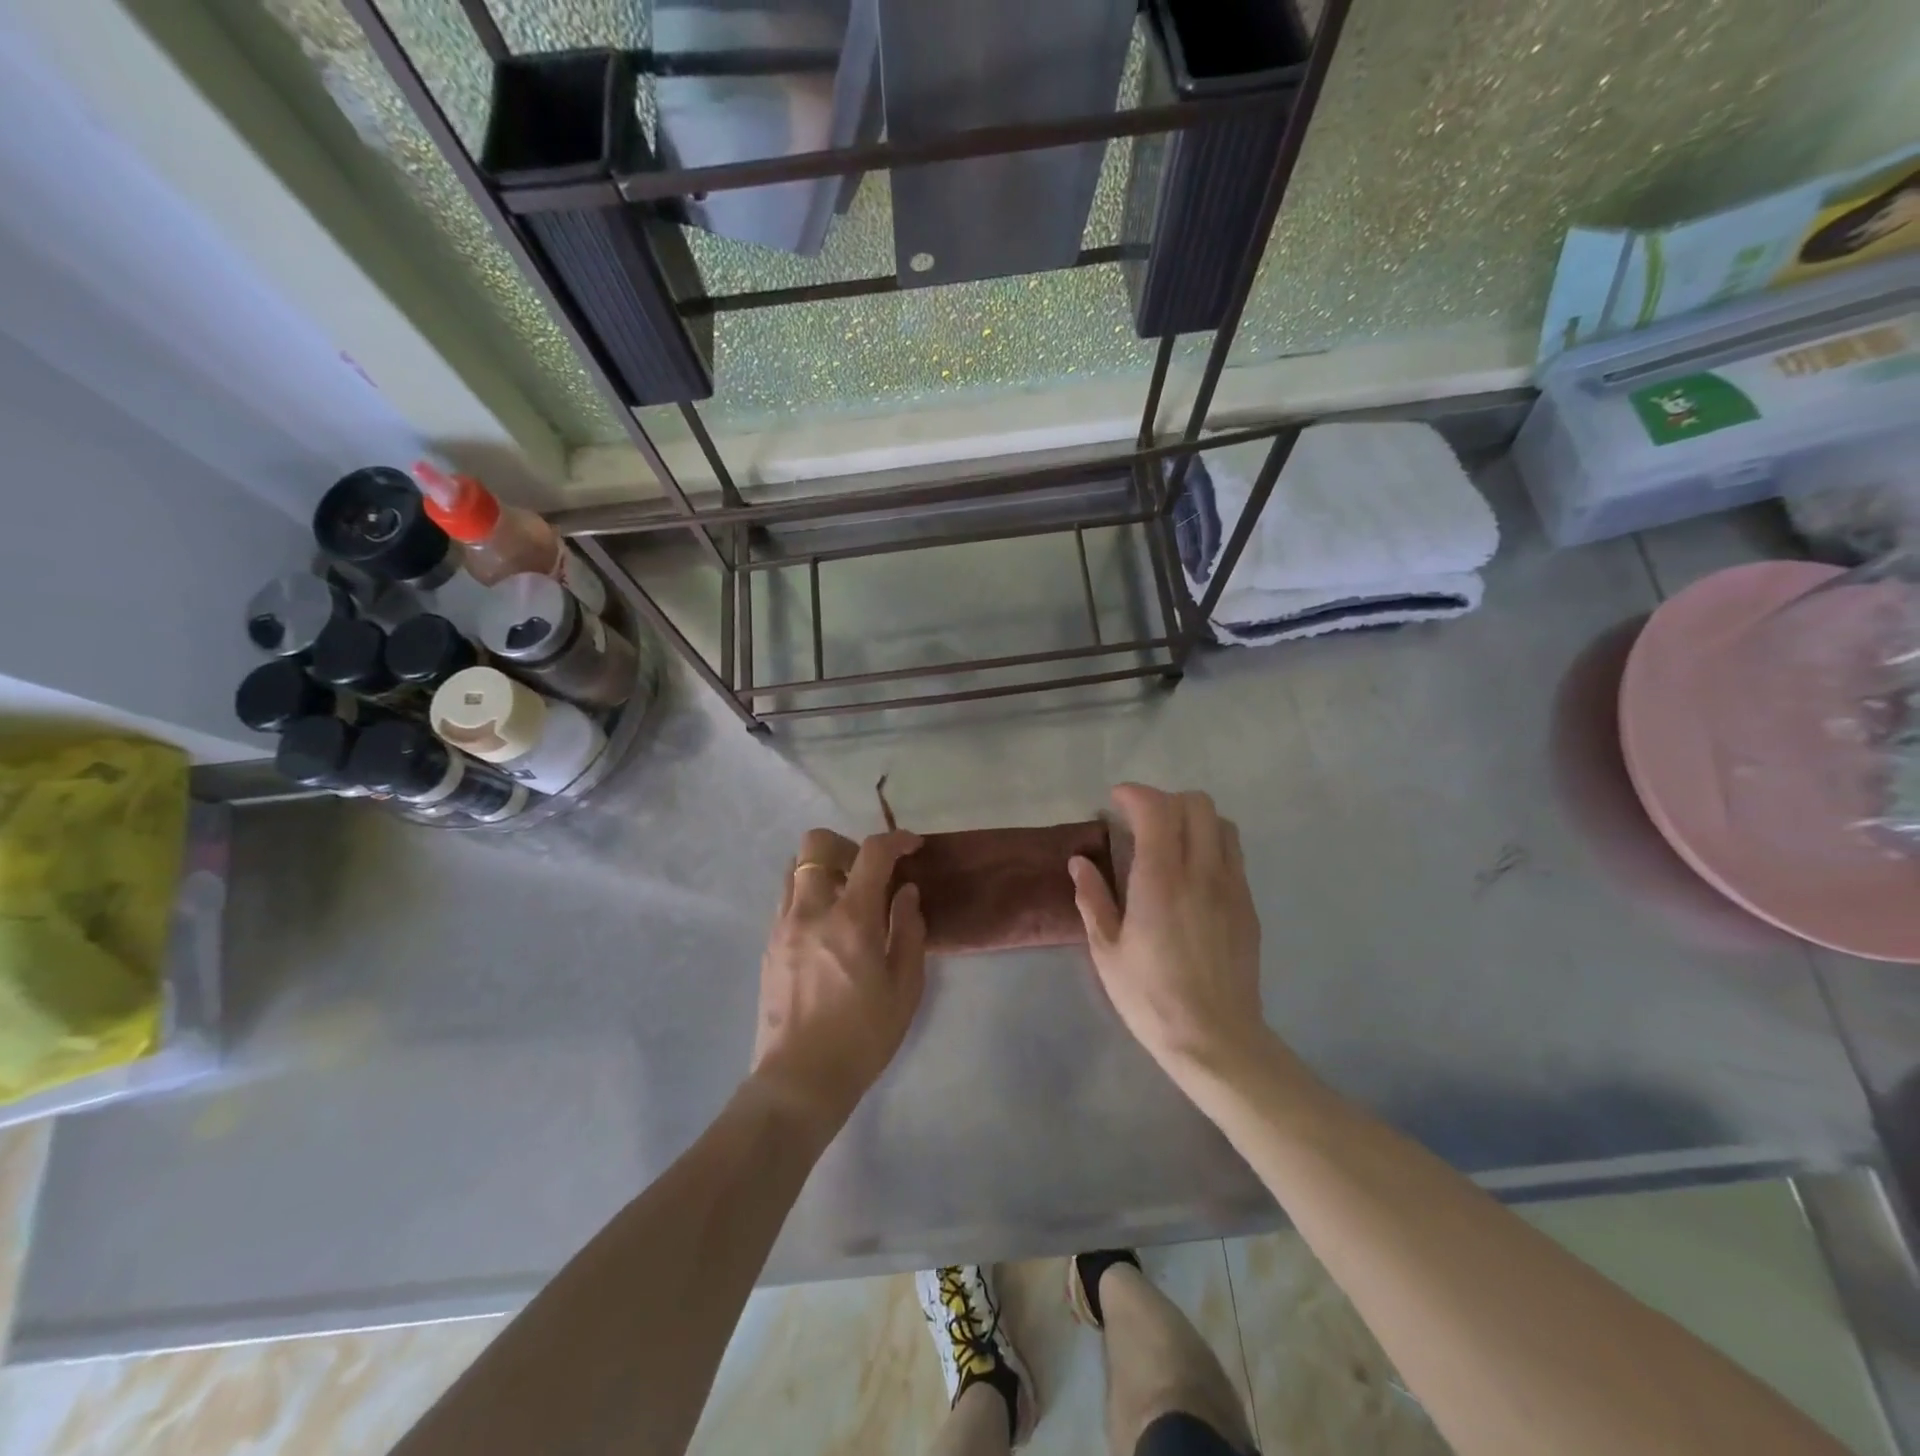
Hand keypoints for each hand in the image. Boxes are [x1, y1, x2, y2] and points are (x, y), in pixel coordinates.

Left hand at [751, 827, 926, 1137]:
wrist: (800, 1080)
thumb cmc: (863, 1037)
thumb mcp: (905, 988)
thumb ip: (908, 930)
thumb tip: (906, 893)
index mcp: (851, 919)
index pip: (872, 853)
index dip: (896, 840)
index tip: (912, 846)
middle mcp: (811, 910)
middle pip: (816, 843)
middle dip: (846, 845)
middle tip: (868, 873)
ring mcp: (783, 926)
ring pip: (795, 867)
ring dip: (823, 868)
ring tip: (845, 899)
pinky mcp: (769, 944)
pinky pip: (786, 898)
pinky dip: (808, 894)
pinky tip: (826, 928)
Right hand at [1070, 784, 1267, 1087]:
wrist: (1215, 1039)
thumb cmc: (1150, 996)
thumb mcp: (1106, 950)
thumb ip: (1092, 898)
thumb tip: (1080, 862)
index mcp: (1161, 879)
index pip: (1157, 809)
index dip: (1135, 794)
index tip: (1115, 801)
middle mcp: (1202, 872)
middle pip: (1197, 804)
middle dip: (1165, 800)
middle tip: (1140, 821)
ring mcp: (1232, 887)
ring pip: (1222, 824)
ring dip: (1193, 819)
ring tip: (1169, 841)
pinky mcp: (1248, 905)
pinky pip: (1233, 854)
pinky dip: (1211, 844)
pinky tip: (1191, 874)